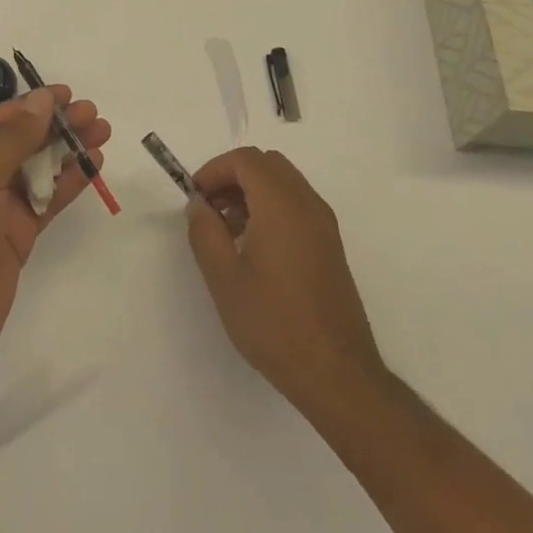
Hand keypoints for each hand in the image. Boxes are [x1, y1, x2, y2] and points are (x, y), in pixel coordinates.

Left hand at [0, 88, 111, 378]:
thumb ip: (14, 138)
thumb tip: (42, 99)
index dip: (31, 105)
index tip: (67, 93)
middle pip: (18, 141)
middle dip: (55, 126)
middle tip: (93, 113)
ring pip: (35, 168)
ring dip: (66, 151)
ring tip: (101, 132)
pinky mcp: (14, 234)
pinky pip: (44, 199)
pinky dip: (68, 182)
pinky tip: (92, 165)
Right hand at [186, 147, 383, 413]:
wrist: (336, 373)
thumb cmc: (274, 323)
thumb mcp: (224, 278)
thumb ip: (204, 231)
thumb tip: (199, 203)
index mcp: (281, 204)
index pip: (245, 160)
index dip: (214, 169)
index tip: (195, 197)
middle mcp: (307, 204)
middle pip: (266, 164)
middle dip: (233, 176)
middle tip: (210, 208)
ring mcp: (324, 224)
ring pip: (284, 182)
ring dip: (252, 191)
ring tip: (227, 230)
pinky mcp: (331, 245)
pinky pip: (297, 205)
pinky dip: (271, 207)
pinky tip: (254, 247)